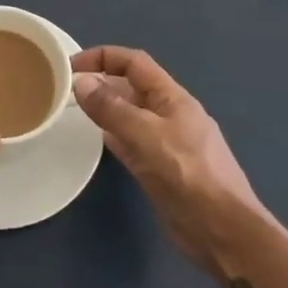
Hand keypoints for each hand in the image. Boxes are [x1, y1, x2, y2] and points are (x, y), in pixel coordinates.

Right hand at [72, 47, 262, 268]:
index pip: (134, 62)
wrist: (222, 231)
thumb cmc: (188, 175)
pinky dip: (114, 136)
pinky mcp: (161, 169)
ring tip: (73, 111)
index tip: (71, 65)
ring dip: (106, 109)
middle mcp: (169, 114)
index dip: (103, 56)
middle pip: (131, 87)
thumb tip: (81, 82)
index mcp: (172, 97)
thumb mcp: (146, 136)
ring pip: (130, 115)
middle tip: (65, 90)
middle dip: (101, 82)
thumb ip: (112, 109)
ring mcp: (166, 143)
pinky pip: (132, 142)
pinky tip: (97, 140)